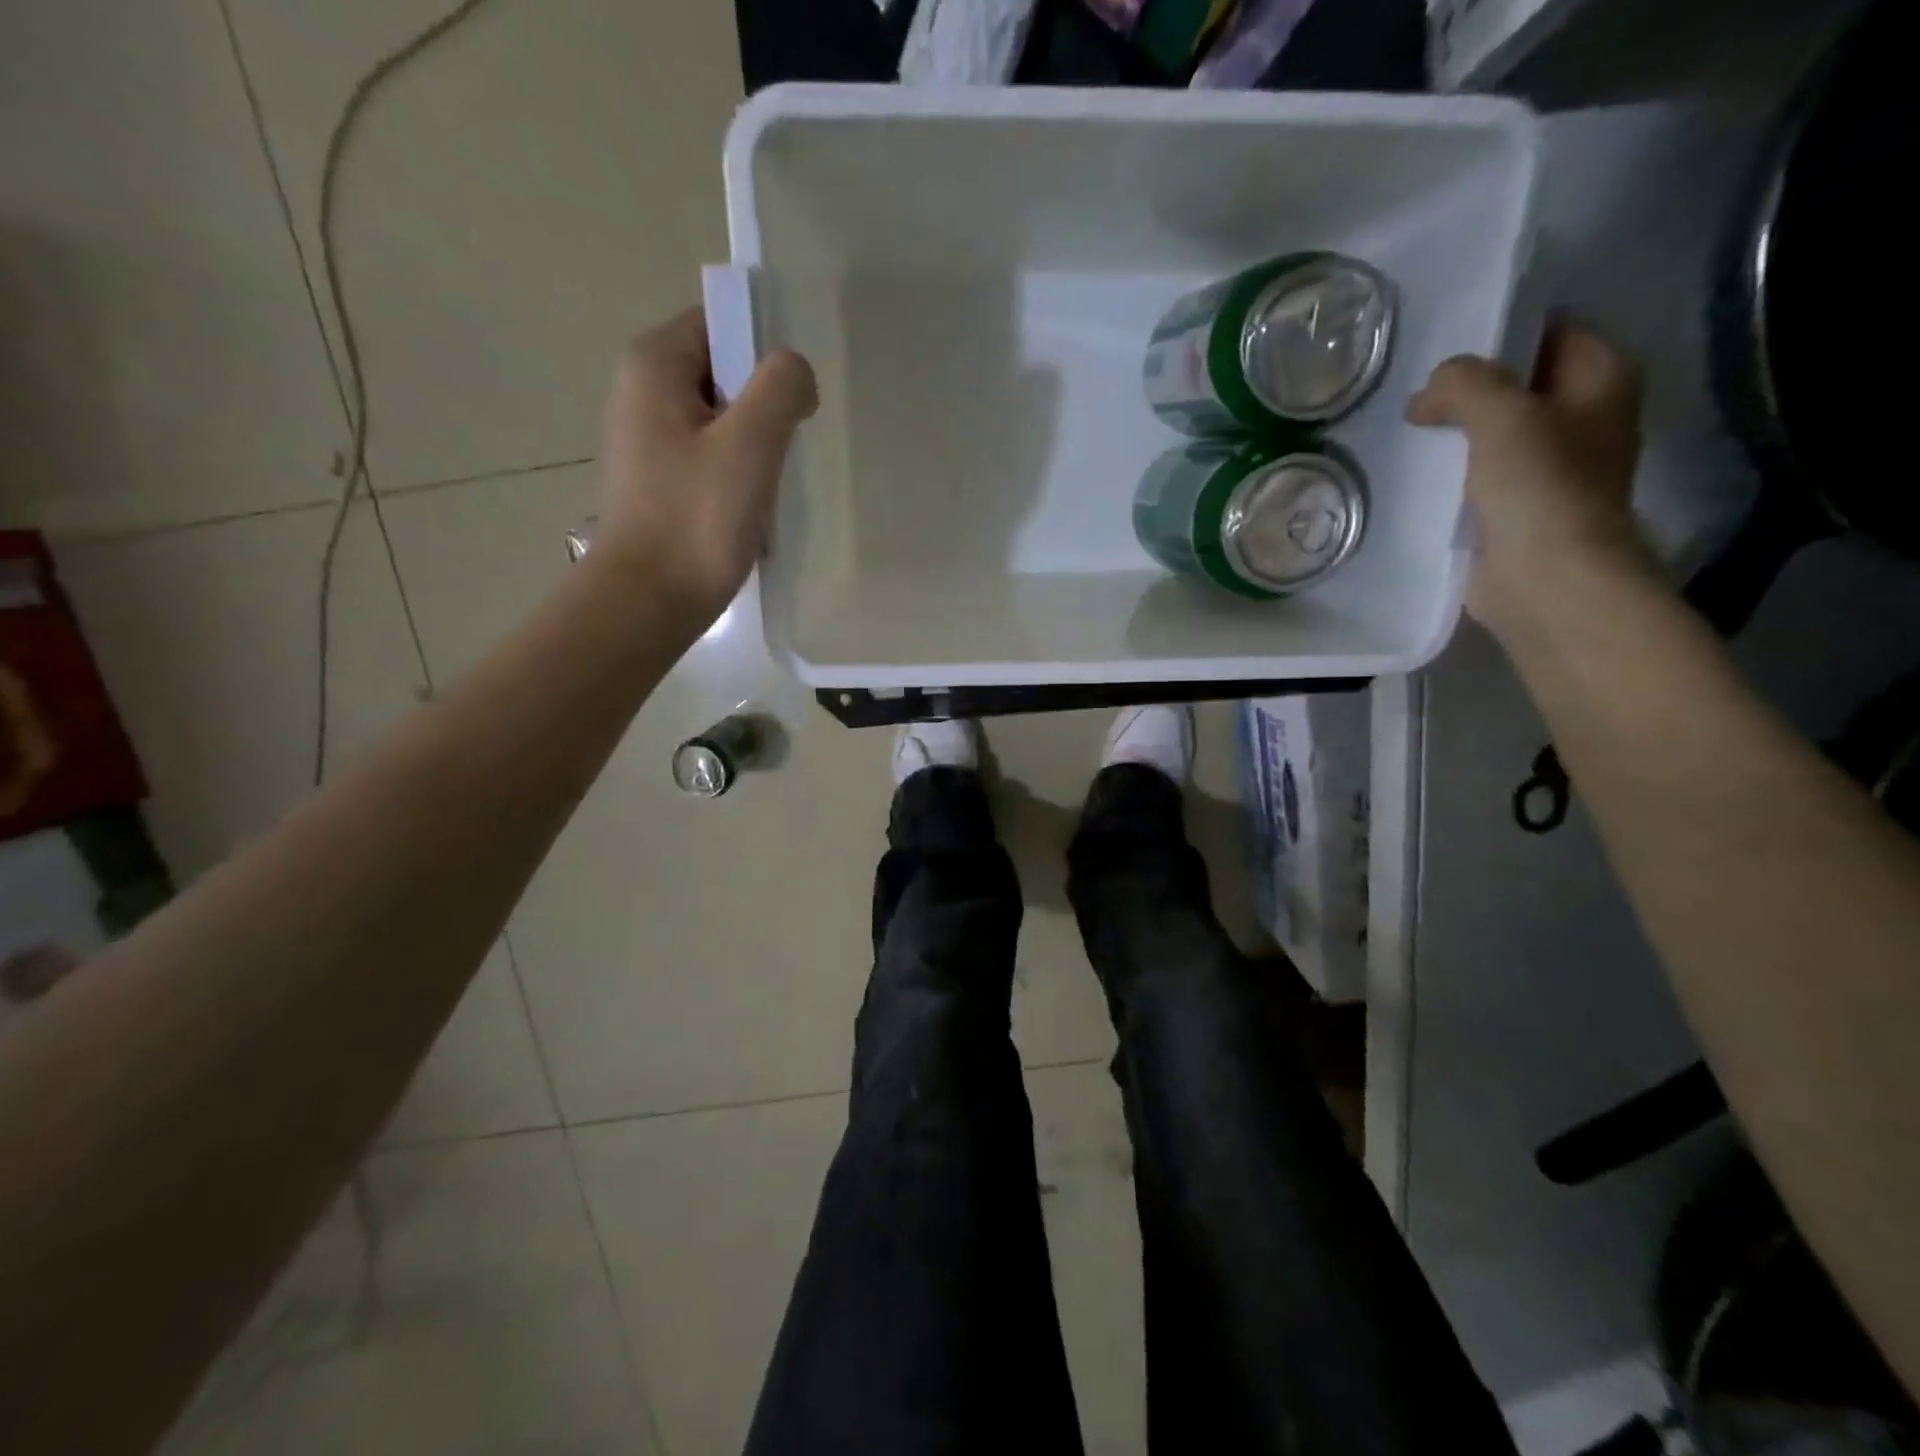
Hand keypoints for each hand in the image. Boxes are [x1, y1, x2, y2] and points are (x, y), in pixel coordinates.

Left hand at [593, 308, 816, 621]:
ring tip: (767, 486)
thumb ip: (781, 387)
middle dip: (763, 407)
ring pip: (721, 420)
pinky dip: (736, 475)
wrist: (649, 601)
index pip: (722, 325)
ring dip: (754, 447)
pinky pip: (709, 458)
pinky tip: (748, 509)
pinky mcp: (656, 481)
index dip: (765, 356)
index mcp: (653, 364)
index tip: (791, 404)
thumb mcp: (751, 443)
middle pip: (723, 373)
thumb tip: (795, 373)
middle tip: (784, 451)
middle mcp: (640, 391)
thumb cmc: (697, 518)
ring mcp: (645, 439)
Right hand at [1407, 323, 1651, 641]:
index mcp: (1603, 379)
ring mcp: (1551, 466)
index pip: (1550, 331)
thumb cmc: (1540, 489)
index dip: (1499, 334)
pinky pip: (1479, 474)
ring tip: (1408, 430)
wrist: (1546, 580)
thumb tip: (1429, 394)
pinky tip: (1417, 473)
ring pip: (1495, 431)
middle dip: (1469, 387)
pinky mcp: (1518, 508)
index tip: (1444, 347)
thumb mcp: (1502, 415)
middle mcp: (1584, 417)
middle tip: (1416, 394)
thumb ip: (1464, 384)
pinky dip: (1452, 471)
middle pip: (1519, 383)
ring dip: (1456, 432)